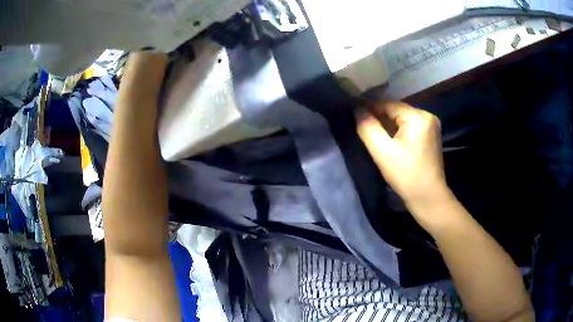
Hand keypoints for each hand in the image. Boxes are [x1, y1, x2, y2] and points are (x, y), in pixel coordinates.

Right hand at [356, 102, 450, 228]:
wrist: (429, 198)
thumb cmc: (406, 176)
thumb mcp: (383, 152)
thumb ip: (368, 127)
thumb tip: (357, 109)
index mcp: (418, 116)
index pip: (388, 104)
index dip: (369, 108)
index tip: (353, 114)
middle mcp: (427, 116)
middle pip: (396, 111)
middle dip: (378, 118)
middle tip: (361, 127)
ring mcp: (431, 126)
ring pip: (402, 119)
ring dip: (387, 125)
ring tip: (372, 133)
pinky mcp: (430, 136)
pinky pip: (409, 127)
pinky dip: (397, 132)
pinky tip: (388, 140)